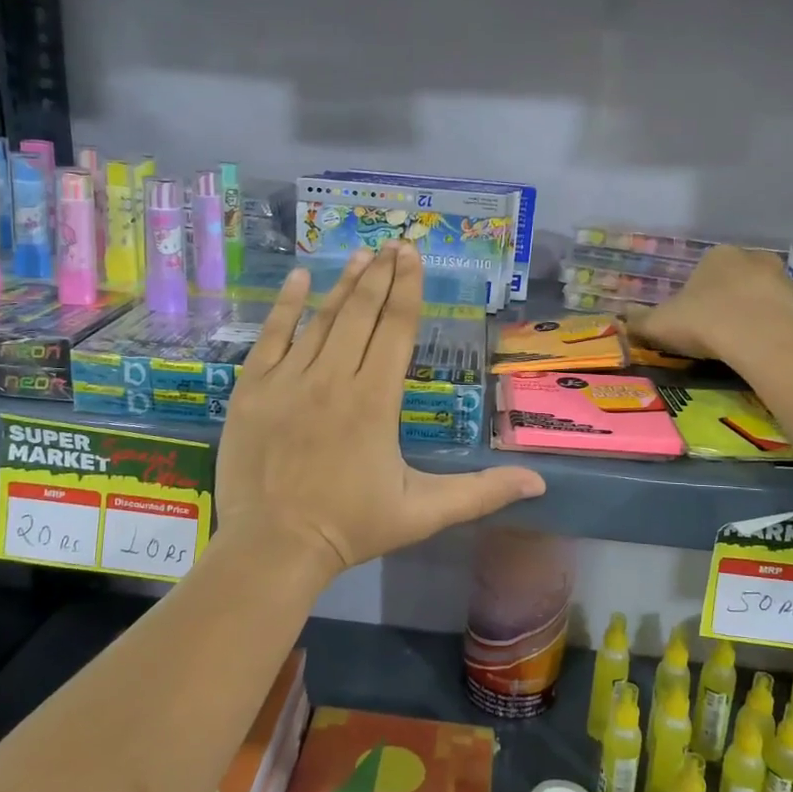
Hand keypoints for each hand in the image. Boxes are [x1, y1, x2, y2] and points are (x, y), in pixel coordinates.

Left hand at [218, 244, 545, 586]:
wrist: (273, 548)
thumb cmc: (351, 528)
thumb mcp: (424, 513)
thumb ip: (481, 493)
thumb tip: (540, 483)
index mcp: (376, 400)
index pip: (397, 330)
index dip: (408, 290)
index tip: (414, 257)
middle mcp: (334, 378)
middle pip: (362, 314)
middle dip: (382, 276)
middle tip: (395, 243)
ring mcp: (289, 380)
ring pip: (321, 319)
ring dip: (344, 284)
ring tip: (362, 255)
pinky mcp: (253, 388)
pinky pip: (270, 336)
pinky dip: (285, 306)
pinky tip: (299, 279)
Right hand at [625, 246, 792, 363]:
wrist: (756, 339)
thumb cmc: (703, 321)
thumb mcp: (659, 324)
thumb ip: (638, 321)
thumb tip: (621, 320)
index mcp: (717, 256)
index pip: (704, 269)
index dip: (696, 293)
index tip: (691, 317)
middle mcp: (752, 258)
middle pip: (736, 278)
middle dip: (727, 298)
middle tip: (714, 327)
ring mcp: (782, 280)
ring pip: (761, 295)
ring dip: (752, 311)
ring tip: (738, 341)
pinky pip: (780, 315)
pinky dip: (770, 327)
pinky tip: (758, 348)